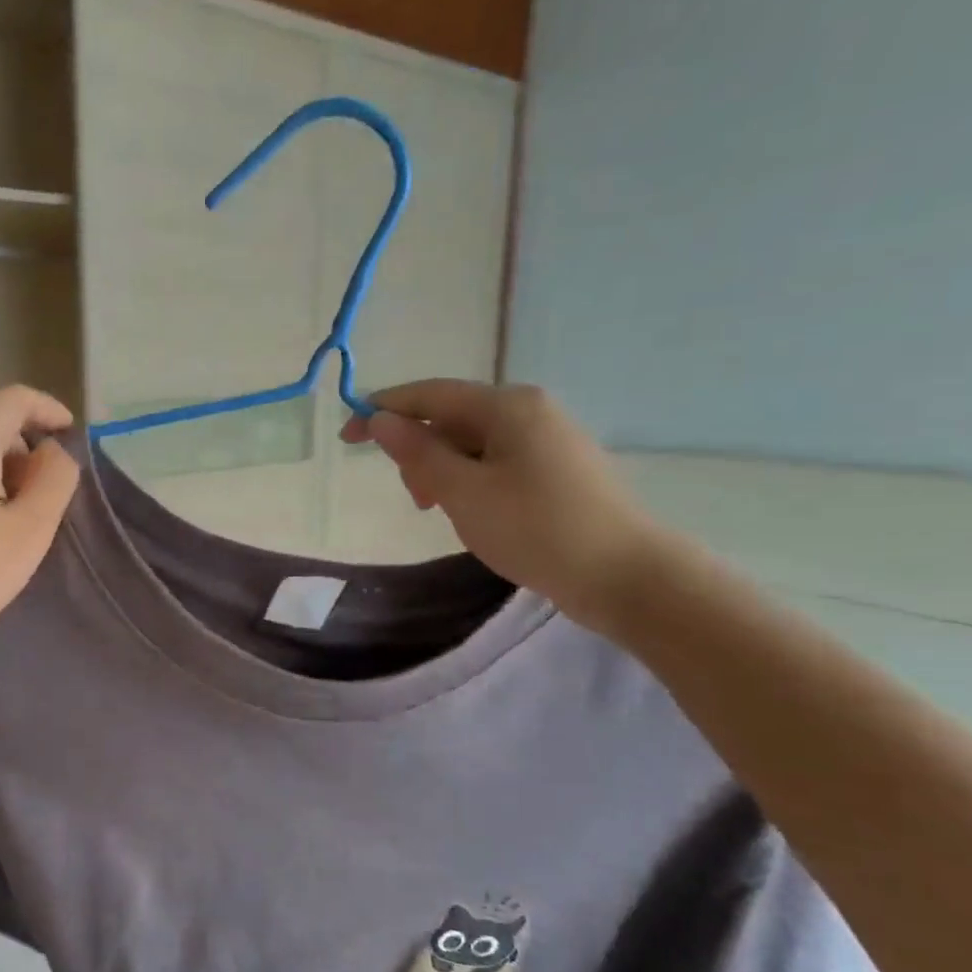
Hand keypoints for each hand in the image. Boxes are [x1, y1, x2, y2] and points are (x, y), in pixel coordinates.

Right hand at [341, 380, 674, 631]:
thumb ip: (418, 452)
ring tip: (446, 514)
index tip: (345, 437)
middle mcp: (529, 410)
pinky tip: (476, 514)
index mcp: (507, 406)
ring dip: (444, 472)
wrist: (626, 576)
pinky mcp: (558, 468)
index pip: (429, 395)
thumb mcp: (463, 492)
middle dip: (420, 452)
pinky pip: (496, 462)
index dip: (382, 410)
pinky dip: (471, 482)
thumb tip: (380, 419)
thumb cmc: (536, 530)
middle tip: (417, 500)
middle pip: (451, 418)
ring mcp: (548, 439)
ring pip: (472, 444)